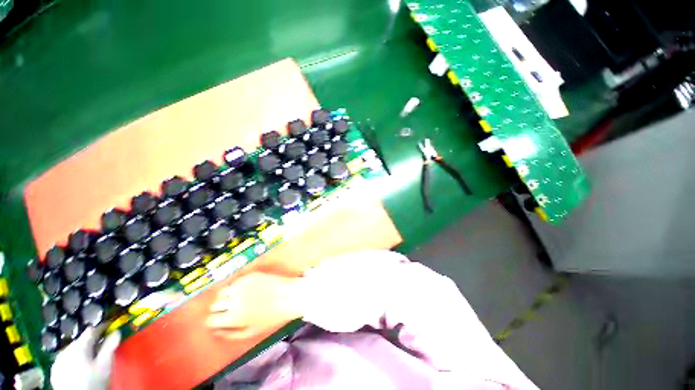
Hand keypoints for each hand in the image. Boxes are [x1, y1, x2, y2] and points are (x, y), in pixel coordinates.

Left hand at [51, 327, 120, 389]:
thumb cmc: (93, 382)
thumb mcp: (106, 365)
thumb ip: (110, 346)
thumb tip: (117, 332)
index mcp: (78, 346)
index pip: (91, 330)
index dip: (102, 328)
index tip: (111, 328)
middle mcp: (65, 350)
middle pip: (81, 341)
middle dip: (91, 343)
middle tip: (102, 348)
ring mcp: (58, 361)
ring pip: (72, 351)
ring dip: (82, 352)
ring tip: (91, 360)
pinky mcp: (55, 372)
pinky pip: (66, 360)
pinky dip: (74, 361)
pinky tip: (79, 369)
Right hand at [206, 272, 302, 339]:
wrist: (290, 295)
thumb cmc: (273, 317)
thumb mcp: (251, 332)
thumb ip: (230, 334)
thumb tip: (215, 331)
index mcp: (235, 317)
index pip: (211, 320)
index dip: (215, 321)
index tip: (220, 320)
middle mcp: (235, 300)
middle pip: (215, 304)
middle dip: (219, 308)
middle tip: (229, 310)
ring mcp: (243, 285)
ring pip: (223, 291)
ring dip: (226, 296)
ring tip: (236, 299)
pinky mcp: (250, 275)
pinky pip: (236, 281)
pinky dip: (237, 286)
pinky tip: (246, 290)